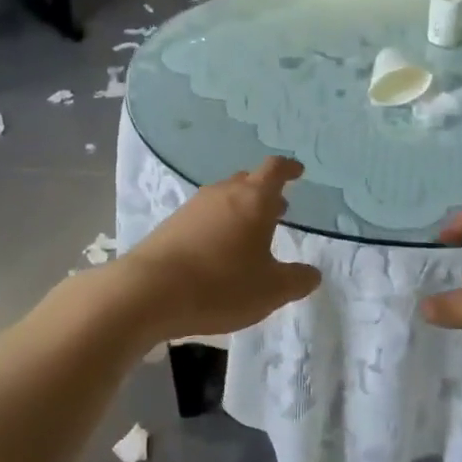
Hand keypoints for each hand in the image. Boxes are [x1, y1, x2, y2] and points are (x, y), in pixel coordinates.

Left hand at [117, 157, 320, 340]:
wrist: (148, 292)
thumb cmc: (221, 285)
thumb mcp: (271, 290)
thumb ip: (297, 280)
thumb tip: (312, 274)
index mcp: (254, 200)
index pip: (275, 169)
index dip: (289, 169)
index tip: (298, 172)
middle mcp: (223, 194)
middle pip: (247, 181)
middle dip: (265, 192)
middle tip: (279, 210)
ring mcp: (193, 207)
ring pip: (224, 198)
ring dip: (240, 210)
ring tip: (249, 234)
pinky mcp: (171, 225)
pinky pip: (203, 216)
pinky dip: (218, 225)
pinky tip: (217, 251)